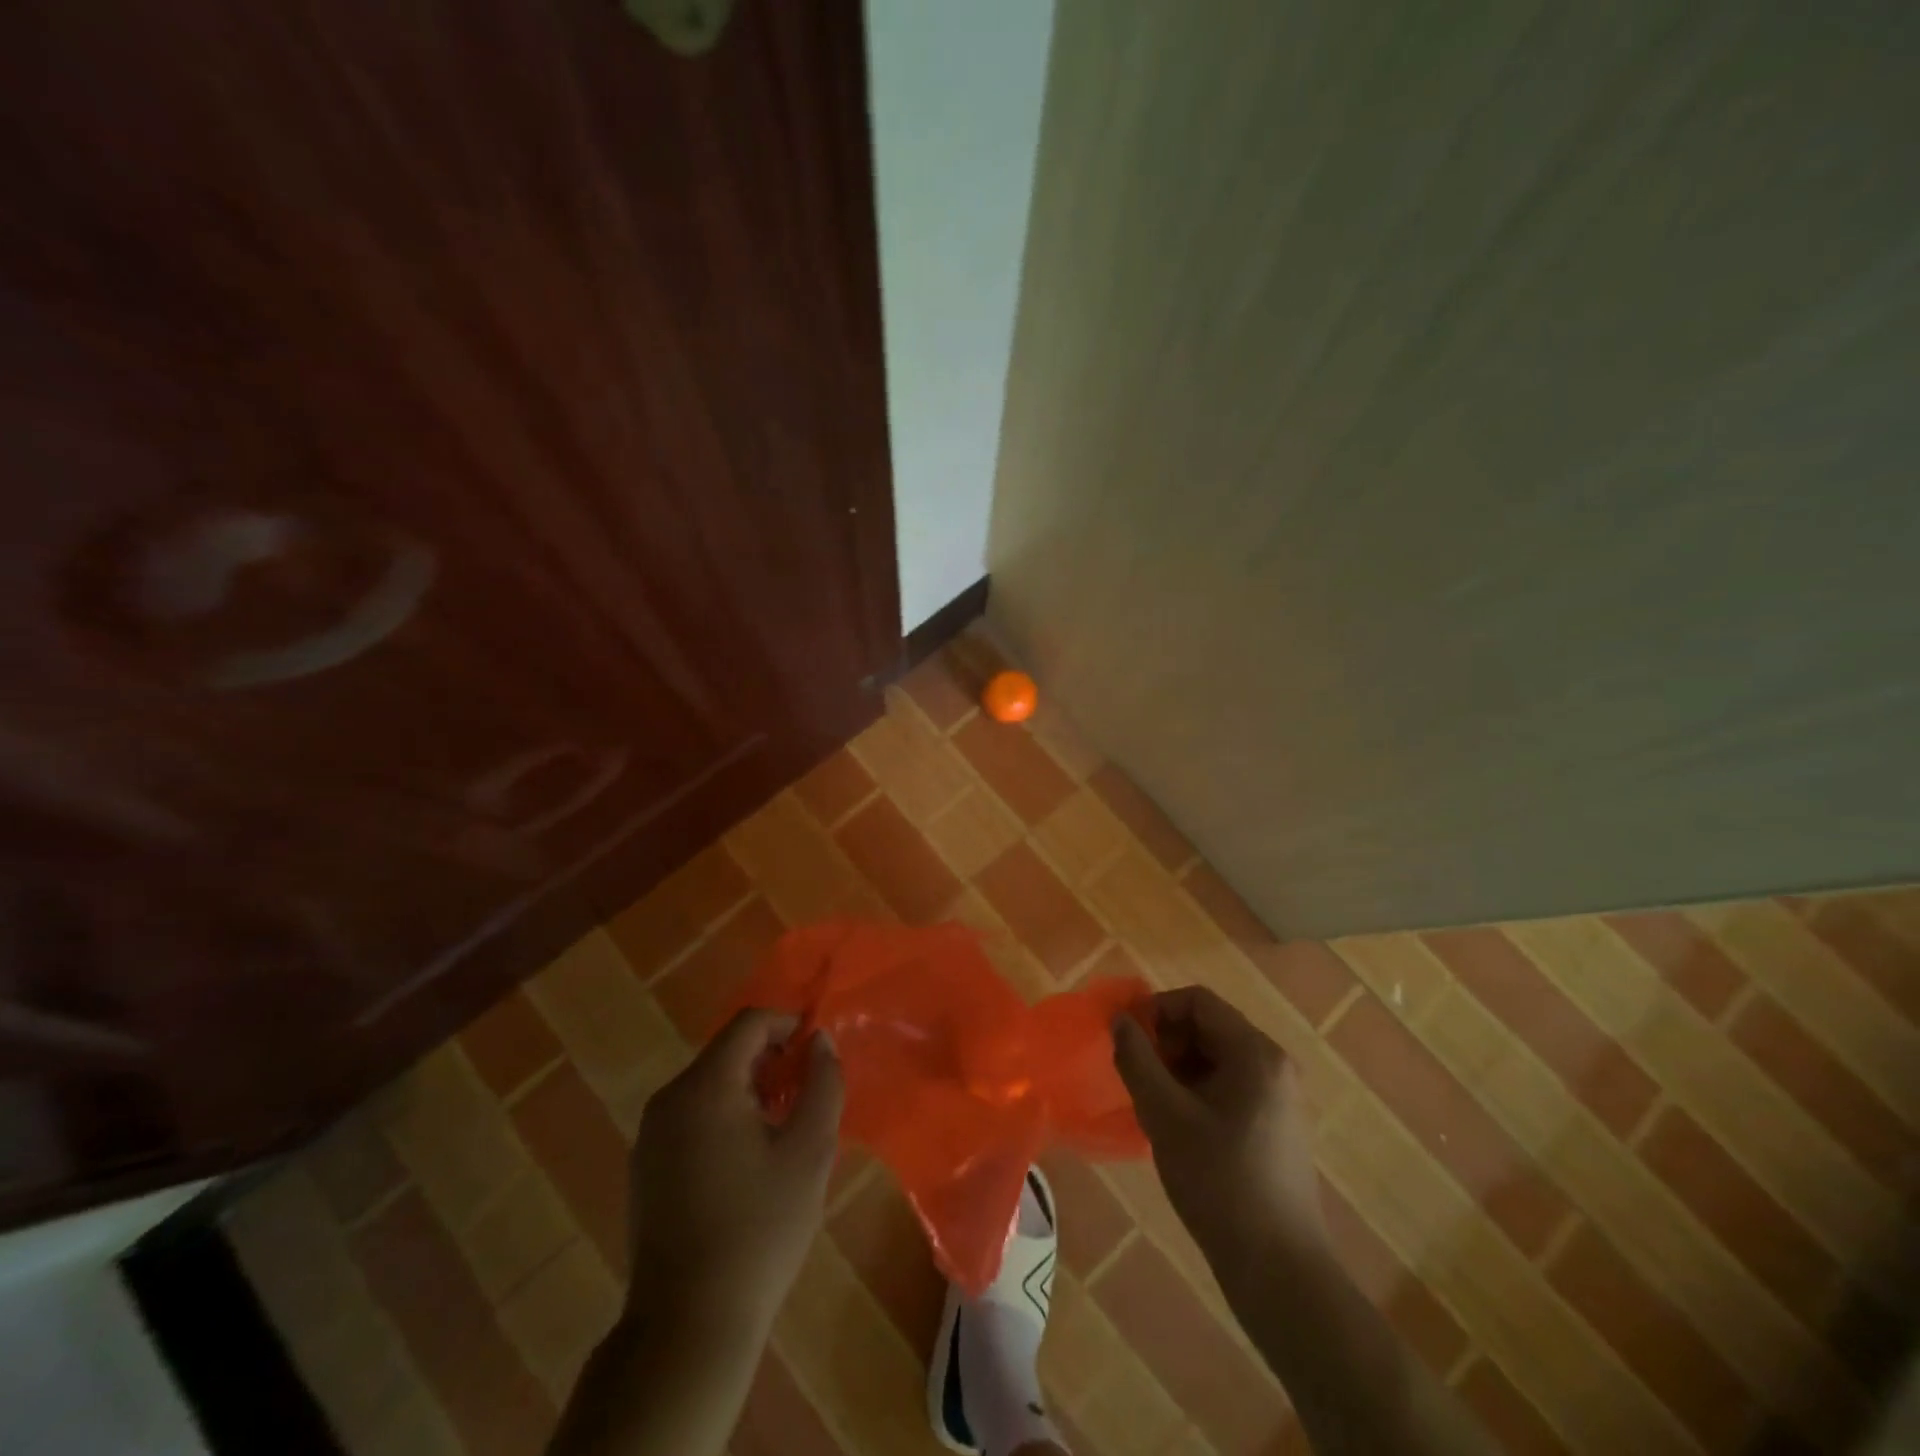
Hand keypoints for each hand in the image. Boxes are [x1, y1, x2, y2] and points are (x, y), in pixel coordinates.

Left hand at [627, 1009, 843, 1332]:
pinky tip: (747, 1162)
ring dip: (750, 1089)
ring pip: (710, 1084)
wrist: (686, 1325)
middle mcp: (670, 1098)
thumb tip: (819, 1041)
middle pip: (728, 1051)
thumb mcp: (810, 1151)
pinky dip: (724, 1116)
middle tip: (806, 1097)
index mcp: (706, 1086)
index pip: (750, 1023)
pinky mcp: (644, 1165)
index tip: (817, 1055)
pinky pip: (692, 1115)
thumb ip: (823, 1083)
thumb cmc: (759, 1229)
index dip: (789, 1025)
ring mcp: (651, 1134)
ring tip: (782, 1131)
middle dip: (772, 1061)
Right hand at [1112, 987, 1325, 1274]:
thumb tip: (1119, 1019)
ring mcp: (1279, 1095)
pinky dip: (1197, 1090)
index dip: (1156, 1010)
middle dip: (1166, 1042)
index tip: (1127, 1040)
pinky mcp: (1276, 1124)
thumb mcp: (1164, 1115)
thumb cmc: (1218, 1182)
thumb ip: (1136, 1059)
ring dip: (1178, 1068)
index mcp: (1255, 1052)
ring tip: (1154, 1104)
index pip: (1197, 1001)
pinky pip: (1229, 1084)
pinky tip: (1179, 1126)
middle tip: (1138, 1076)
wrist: (1279, 1270)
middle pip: (1209, 1026)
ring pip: (1216, 1057)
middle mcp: (1274, 1064)